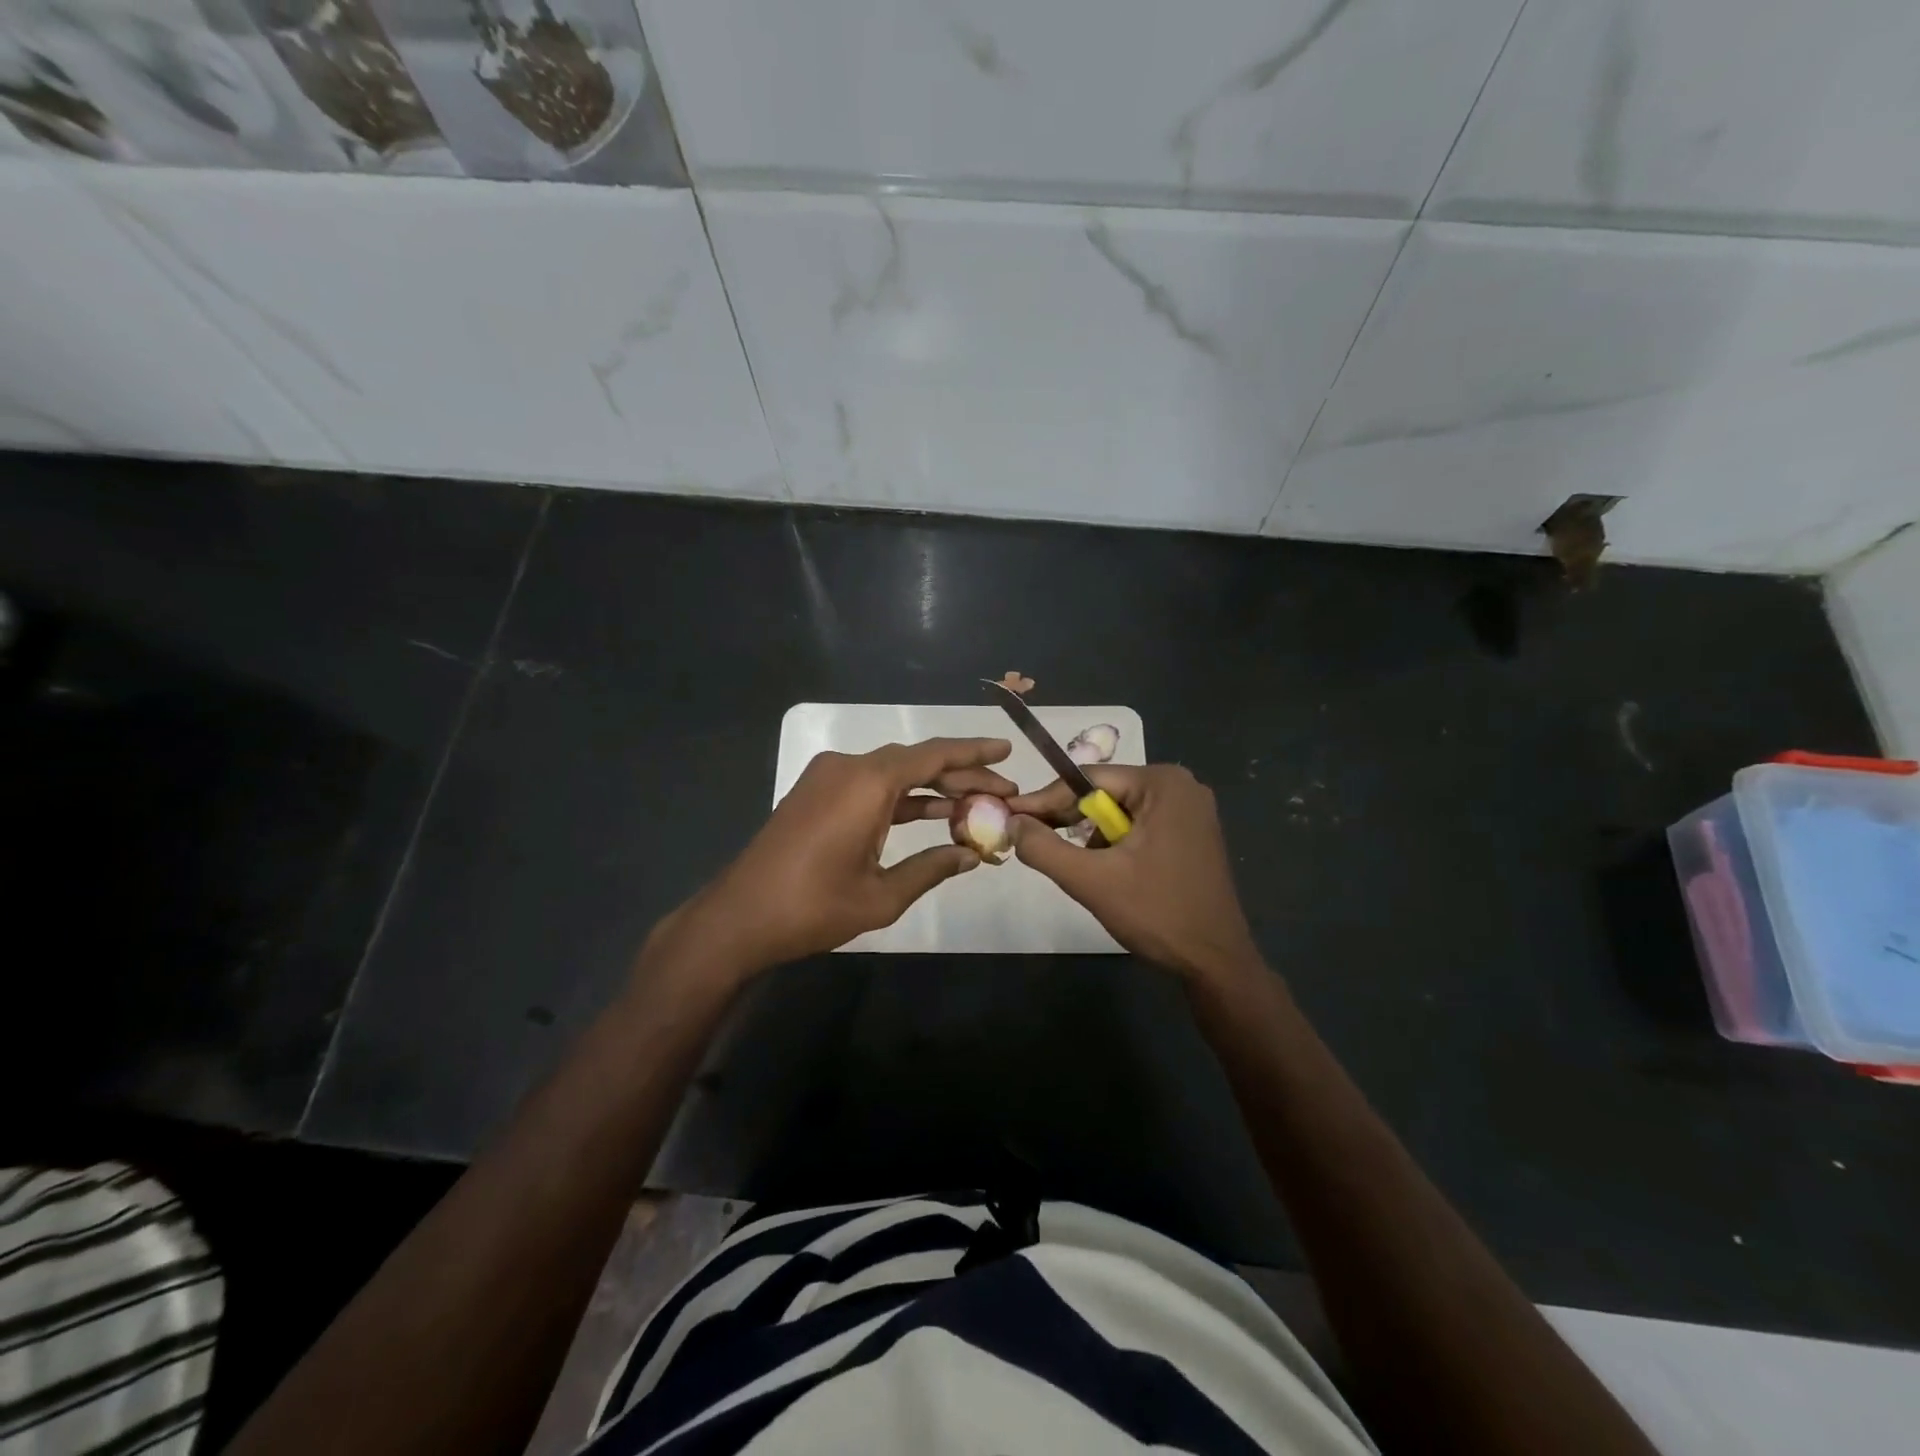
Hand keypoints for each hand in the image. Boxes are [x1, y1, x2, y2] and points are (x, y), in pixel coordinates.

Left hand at [653, 737, 1016, 980]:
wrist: (740, 917)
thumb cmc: (813, 907)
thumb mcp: (881, 895)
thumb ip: (931, 868)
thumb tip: (972, 855)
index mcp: (867, 783)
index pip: (933, 756)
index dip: (974, 752)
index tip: (1008, 751)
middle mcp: (848, 767)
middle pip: (916, 761)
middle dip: (961, 775)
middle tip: (1003, 790)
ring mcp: (828, 778)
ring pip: (894, 772)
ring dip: (932, 788)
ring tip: (977, 804)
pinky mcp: (817, 793)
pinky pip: (870, 785)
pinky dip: (901, 798)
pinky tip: (932, 814)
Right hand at [1007, 764, 1260, 983]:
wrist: (1216, 963)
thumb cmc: (1157, 914)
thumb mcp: (1091, 880)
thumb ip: (1044, 847)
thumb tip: (1012, 822)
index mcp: (1162, 783)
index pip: (1088, 779)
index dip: (1045, 799)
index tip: (1010, 813)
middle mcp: (1181, 787)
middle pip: (1105, 794)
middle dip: (1068, 819)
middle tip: (1029, 839)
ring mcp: (1191, 812)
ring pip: (1119, 813)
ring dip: (1091, 837)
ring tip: (1071, 864)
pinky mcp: (1192, 836)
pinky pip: (1139, 827)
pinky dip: (1115, 846)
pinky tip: (1105, 872)